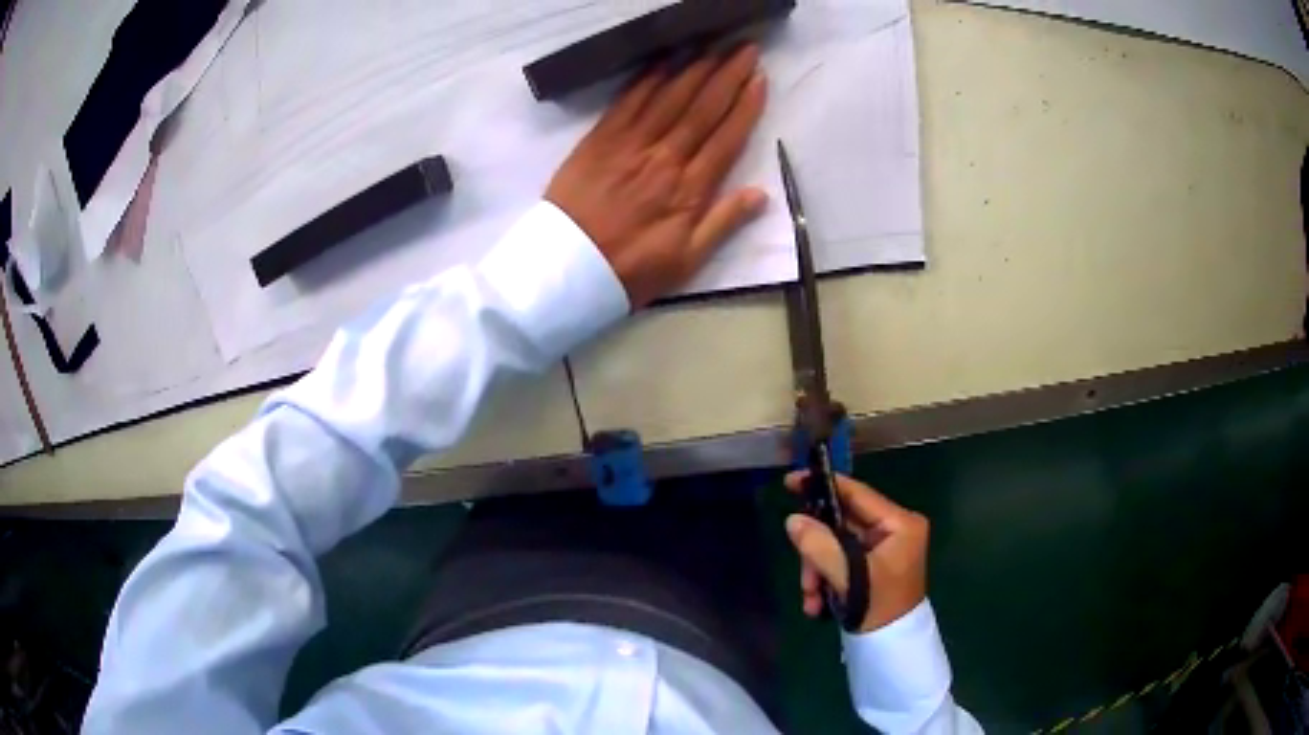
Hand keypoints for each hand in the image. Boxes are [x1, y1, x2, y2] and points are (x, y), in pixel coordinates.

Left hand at [545, 45, 768, 308]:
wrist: (567, 270)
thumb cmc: (630, 270)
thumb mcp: (687, 261)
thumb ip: (724, 224)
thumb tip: (761, 194)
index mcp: (689, 189)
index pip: (726, 137)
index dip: (746, 105)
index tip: (760, 79)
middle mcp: (663, 158)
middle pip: (702, 108)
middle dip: (727, 74)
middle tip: (745, 48)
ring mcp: (629, 145)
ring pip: (668, 97)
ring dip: (694, 68)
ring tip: (714, 46)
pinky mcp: (599, 140)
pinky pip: (627, 102)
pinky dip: (647, 78)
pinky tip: (663, 60)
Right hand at [784, 472, 929, 633]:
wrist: (891, 649)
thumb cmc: (879, 608)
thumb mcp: (848, 577)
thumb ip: (819, 546)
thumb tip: (793, 520)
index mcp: (900, 523)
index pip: (857, 494)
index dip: (823, 486)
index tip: (791, 481)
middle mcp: (894, 529)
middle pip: (841, 524)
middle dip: (817, 552)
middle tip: (805, 578)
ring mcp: (884, 548)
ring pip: (837, 545)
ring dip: (817, 571)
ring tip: (811, 598)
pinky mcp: (874, 565)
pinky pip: (842, 561)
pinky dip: (826, 578)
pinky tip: (817, 603)